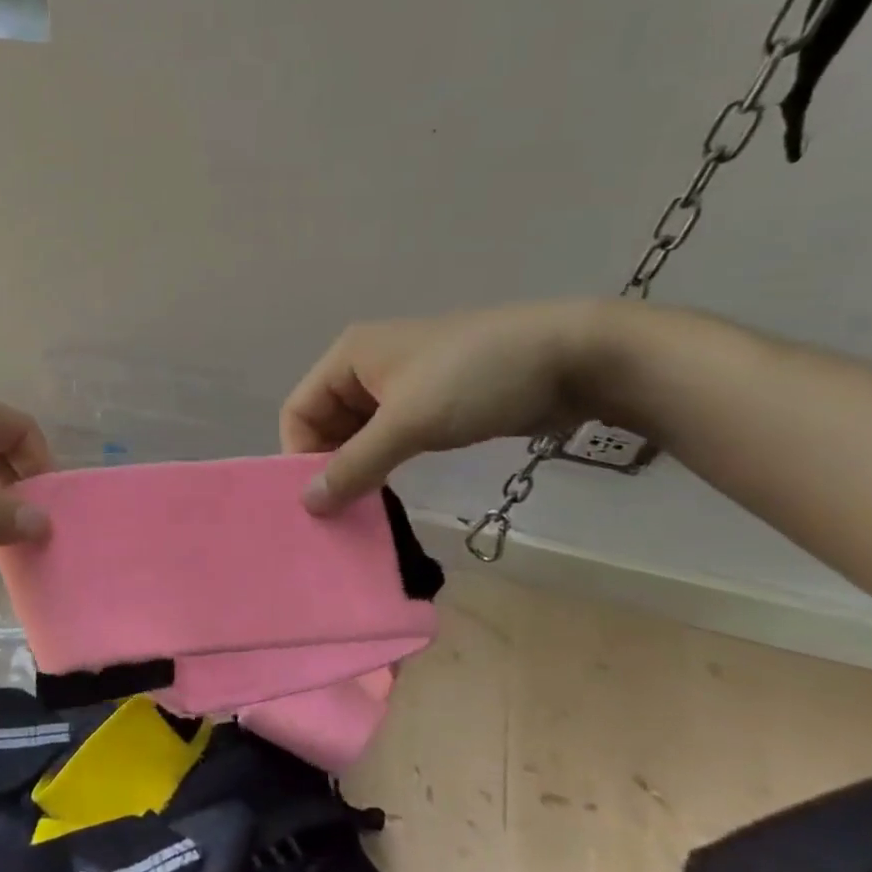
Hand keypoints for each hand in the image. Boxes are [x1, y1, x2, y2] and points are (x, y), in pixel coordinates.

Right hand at [282, 301, 608, 512]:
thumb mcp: (408, 423)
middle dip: (328, 466)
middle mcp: (366, 368)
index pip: (299, 410)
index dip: (299, 454)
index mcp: (348, 357)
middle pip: (325, 424)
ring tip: (362, 510)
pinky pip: (390, 439)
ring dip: (357, 470)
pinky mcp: (431, 405)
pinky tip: (388, 494)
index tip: (317, 500)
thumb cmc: (475, 379)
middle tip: (339, 514)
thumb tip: (308, 505)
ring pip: (358, 435)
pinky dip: (384, 465)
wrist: (572, 357)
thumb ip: (355, 465)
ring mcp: (400, 386)